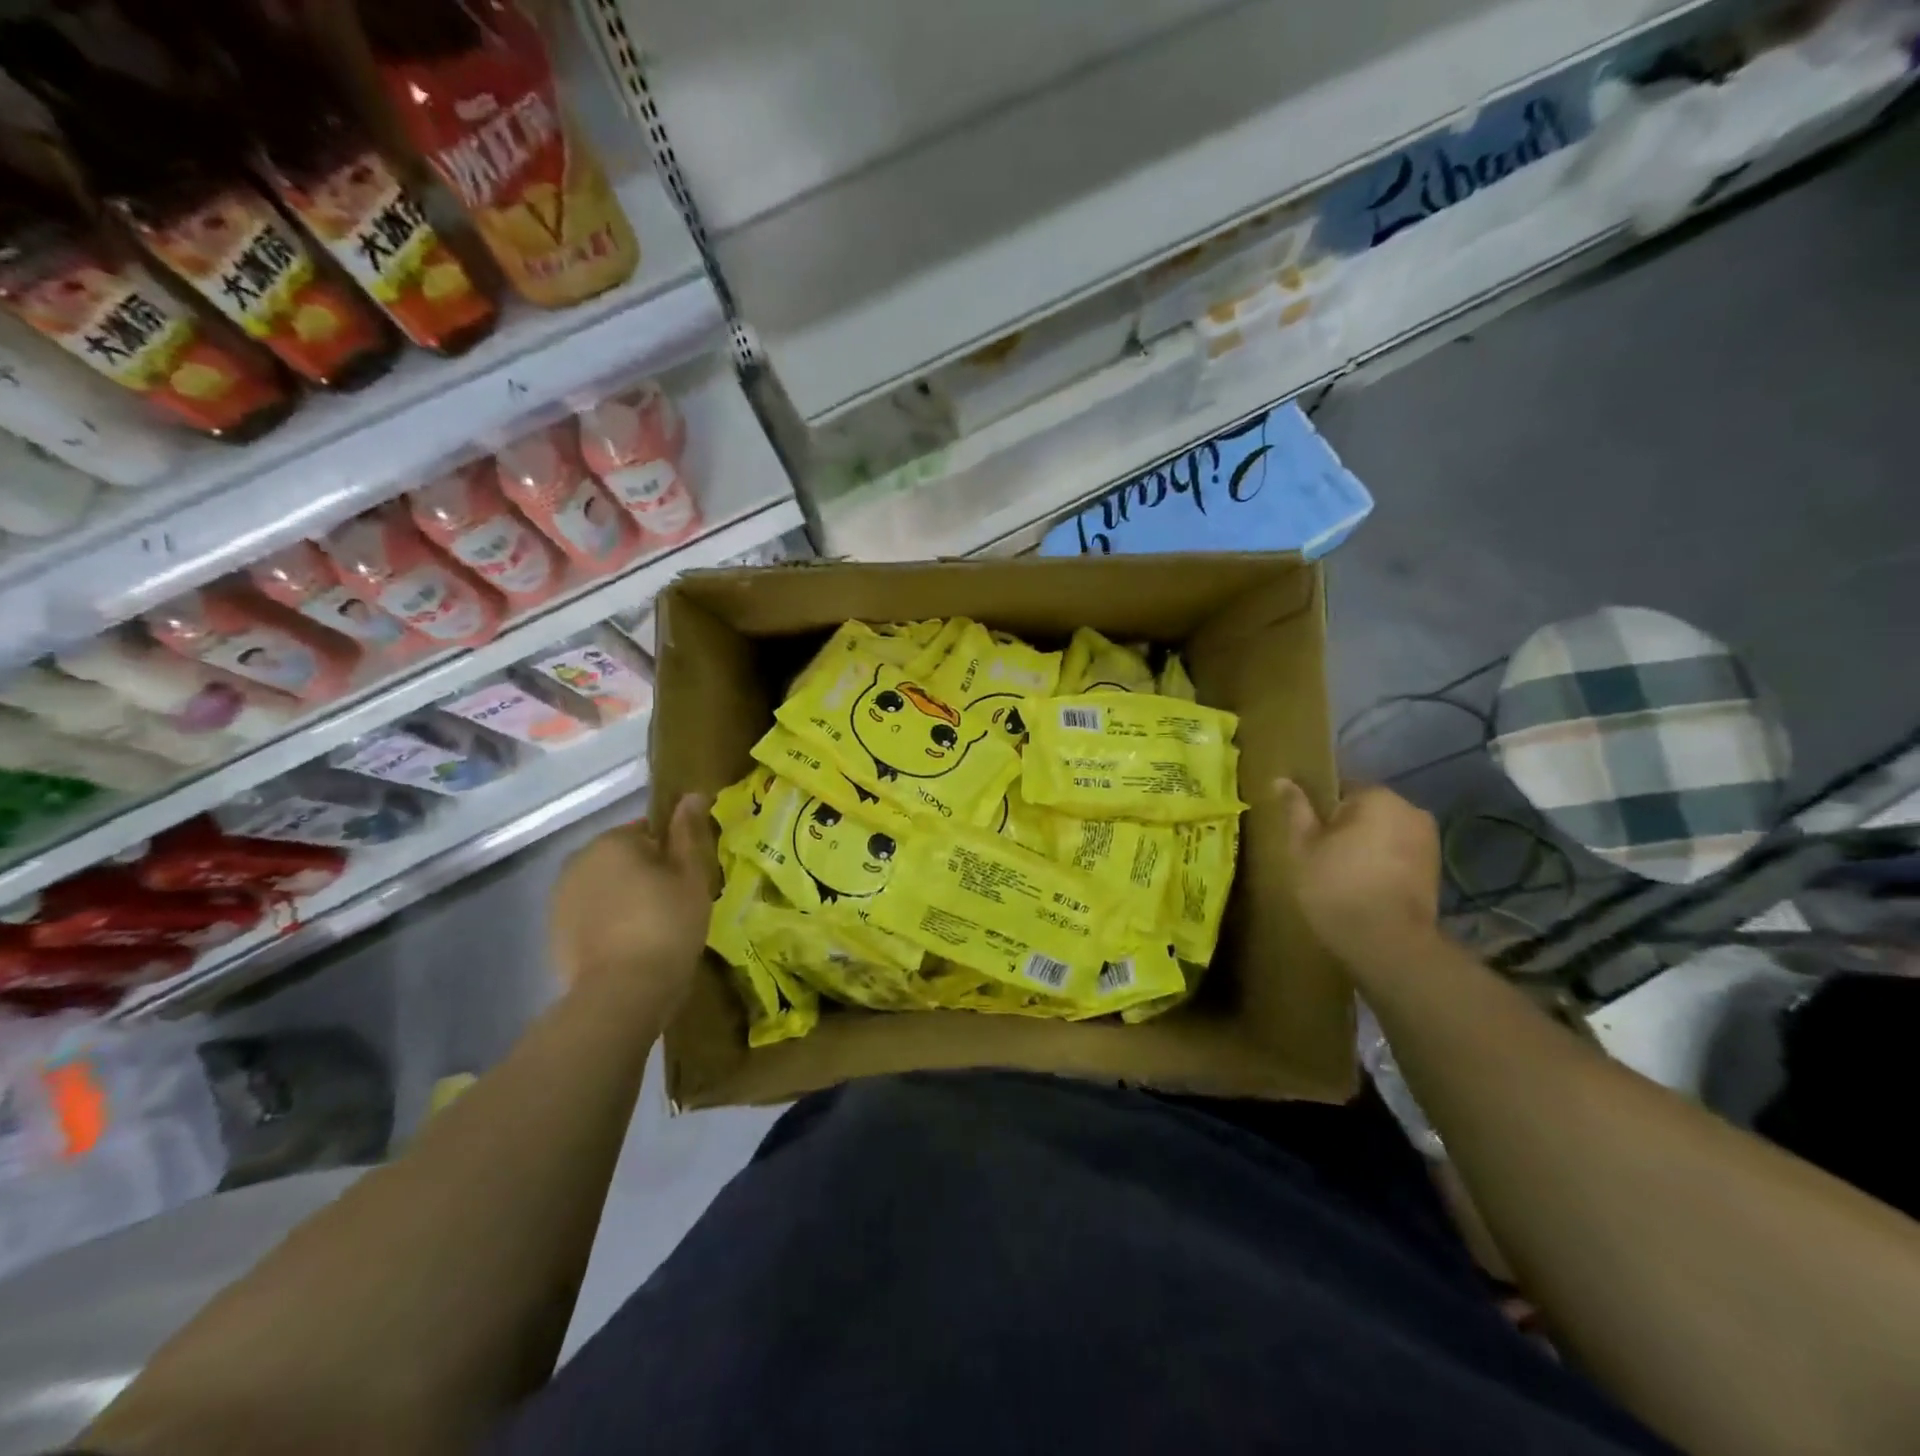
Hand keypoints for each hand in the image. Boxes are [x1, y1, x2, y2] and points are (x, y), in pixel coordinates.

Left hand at [548, 794, 715, 1008]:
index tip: (686, 881)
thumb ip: (688, 833)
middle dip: (645, 875)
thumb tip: (692, 794)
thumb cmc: (667, 924)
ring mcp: (561, 899)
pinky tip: (629, 947)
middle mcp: (578, 861)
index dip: (671, 855)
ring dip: (625, 899)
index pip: (648, 832)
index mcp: (612, 841)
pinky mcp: (554, 934)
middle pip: (623, 859)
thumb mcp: (691, 876)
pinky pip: (590, 917)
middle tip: (674, 905)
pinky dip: (608, 925)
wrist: (623, 993)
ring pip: (605, 888)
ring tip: (653, 930)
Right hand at [1276, 780, 1439, 961]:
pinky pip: (1399, 854)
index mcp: (1377, 797)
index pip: (1340, 788)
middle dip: (1345, 827)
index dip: (1320, 811)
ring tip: (1342, 874)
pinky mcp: (1435, 869)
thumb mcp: (1303, 846)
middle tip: (1321, 856)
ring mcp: (1428, 840)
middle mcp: (1410, 809)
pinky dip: (1383, 864)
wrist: (1387, 942)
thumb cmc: (1336, 886)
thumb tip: (1281, 778)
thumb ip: (1296, 809)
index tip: (1308, 835)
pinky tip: (1365, 887)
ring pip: (1384, 832)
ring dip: (1366, 846)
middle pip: (1366, 810)